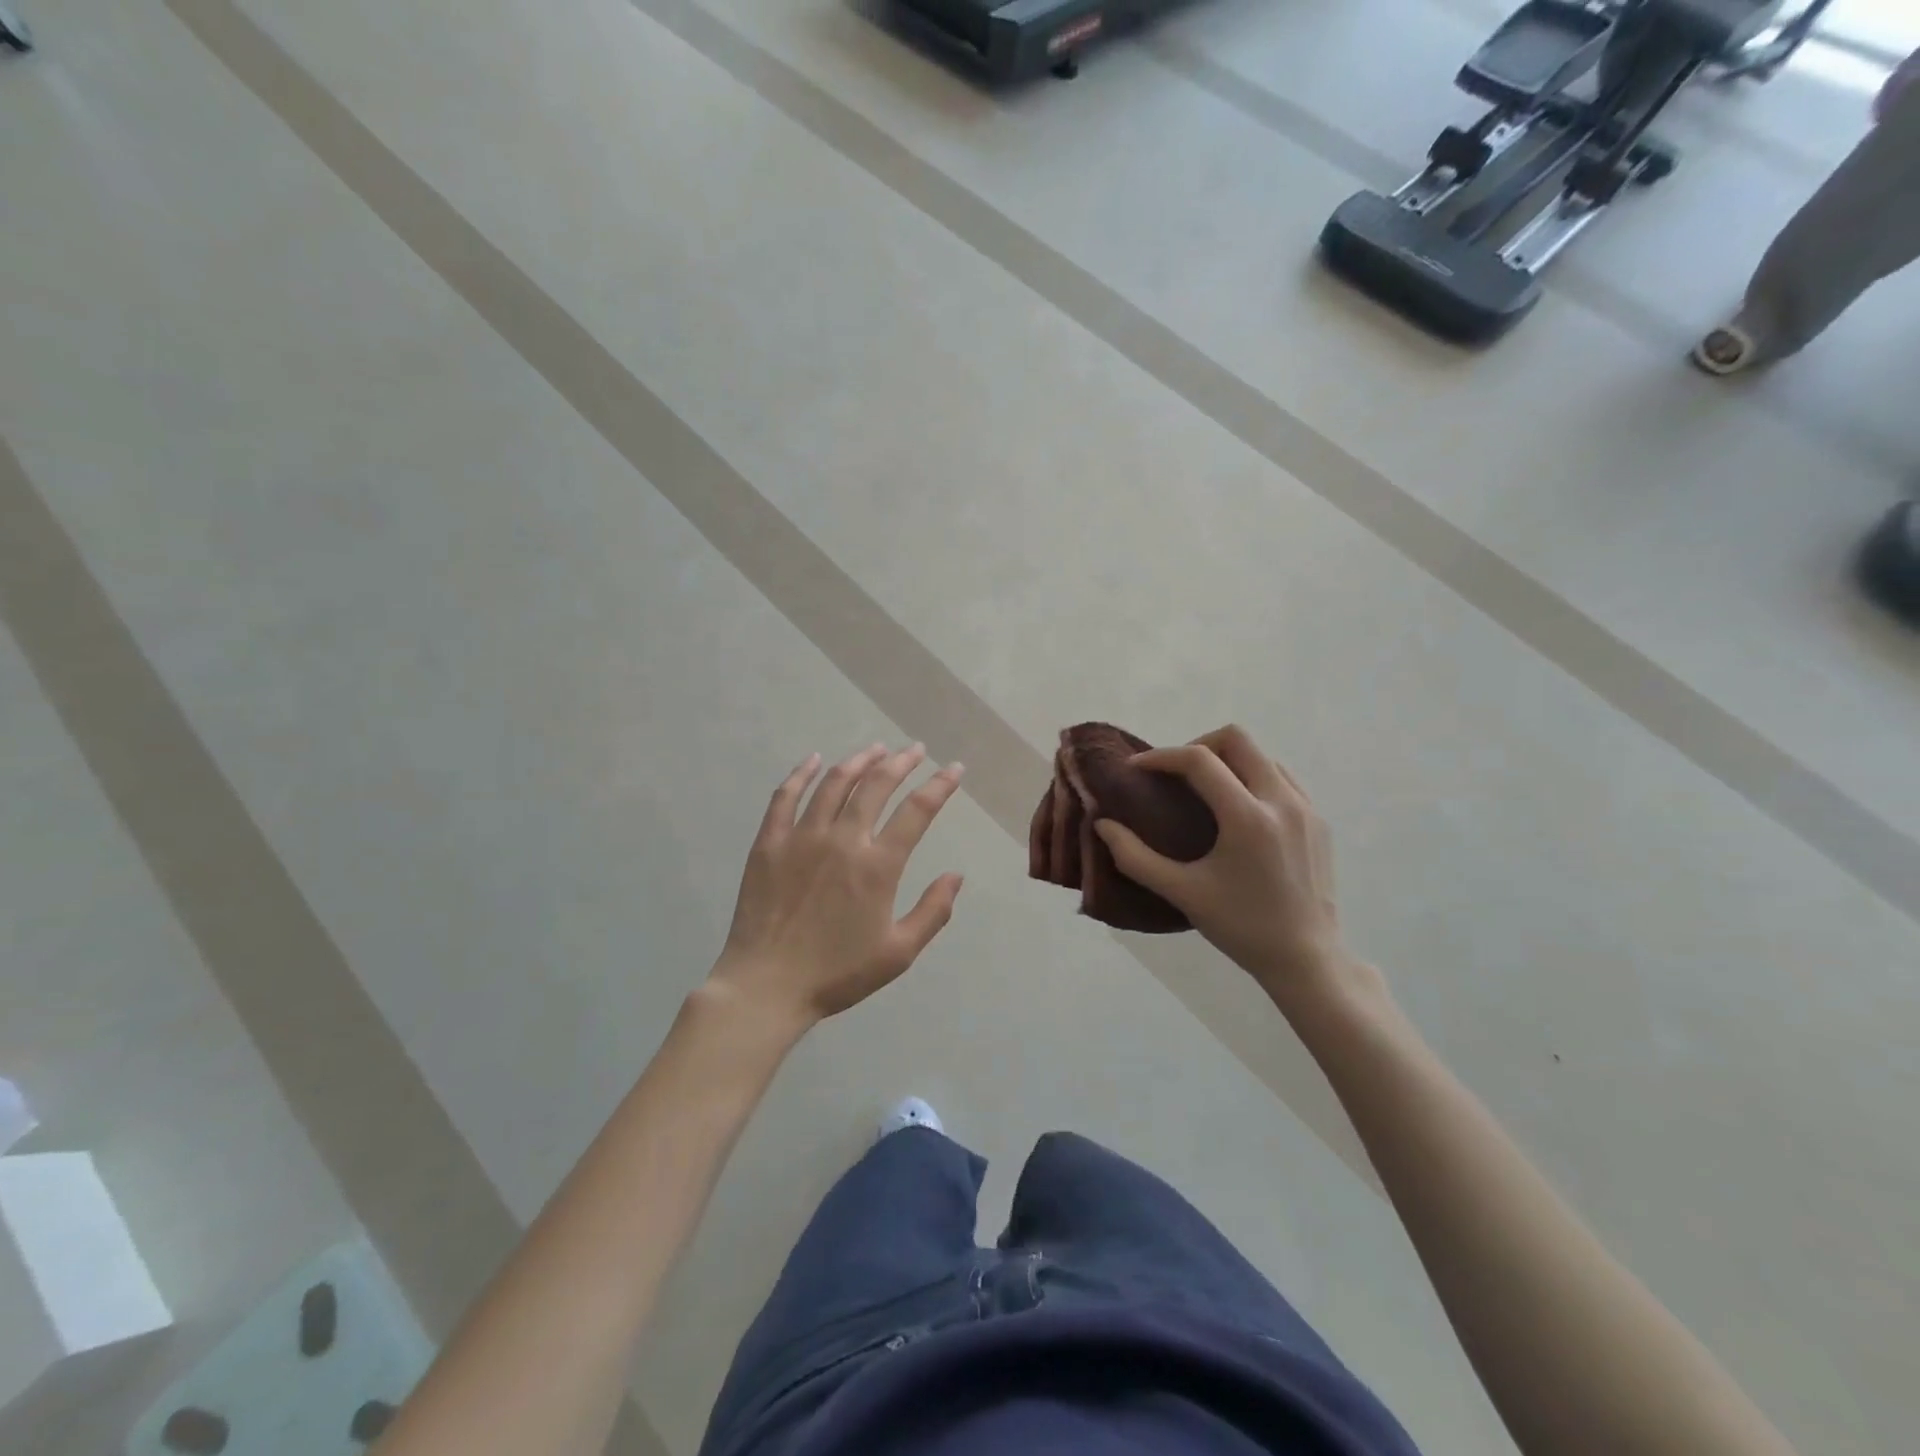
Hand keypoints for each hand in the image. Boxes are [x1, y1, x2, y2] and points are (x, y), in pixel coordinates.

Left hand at [709, 744, 965, 1029]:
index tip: (953, 768)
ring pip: (834, 783)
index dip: (940, 785)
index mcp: (877, 866)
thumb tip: (956, 875)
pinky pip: (785, 796)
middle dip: (901, 762)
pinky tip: (814, 760)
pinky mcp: (769, 842)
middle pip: (876, 785)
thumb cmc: (837, 974)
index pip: (917, 811)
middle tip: (914, 750)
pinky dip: (801, 773)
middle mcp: (843, 840)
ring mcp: (802, 837)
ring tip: (875, 750)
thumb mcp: (898, 953)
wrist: (767, 986)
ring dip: (858, 761)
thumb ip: (933, 912)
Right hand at [1093, 726, 1359, 1014]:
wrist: (1307, 960)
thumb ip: (1135, 858)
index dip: (1161, 757)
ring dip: (1228, 760)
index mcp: (1247, 818)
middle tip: (1174, 775)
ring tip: (1204, 789)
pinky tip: (1237, 809)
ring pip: (1262, 754)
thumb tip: (1103, 826)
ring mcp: (1306, 808)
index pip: (1199, 760)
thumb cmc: (1241, 927)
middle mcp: (1282, 801)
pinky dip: (1253, 777)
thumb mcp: (1182, 893)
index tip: (1136, 769)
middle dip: (1197, 746)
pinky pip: (1282, 777)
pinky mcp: (1319, 821)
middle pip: (1237, 739)